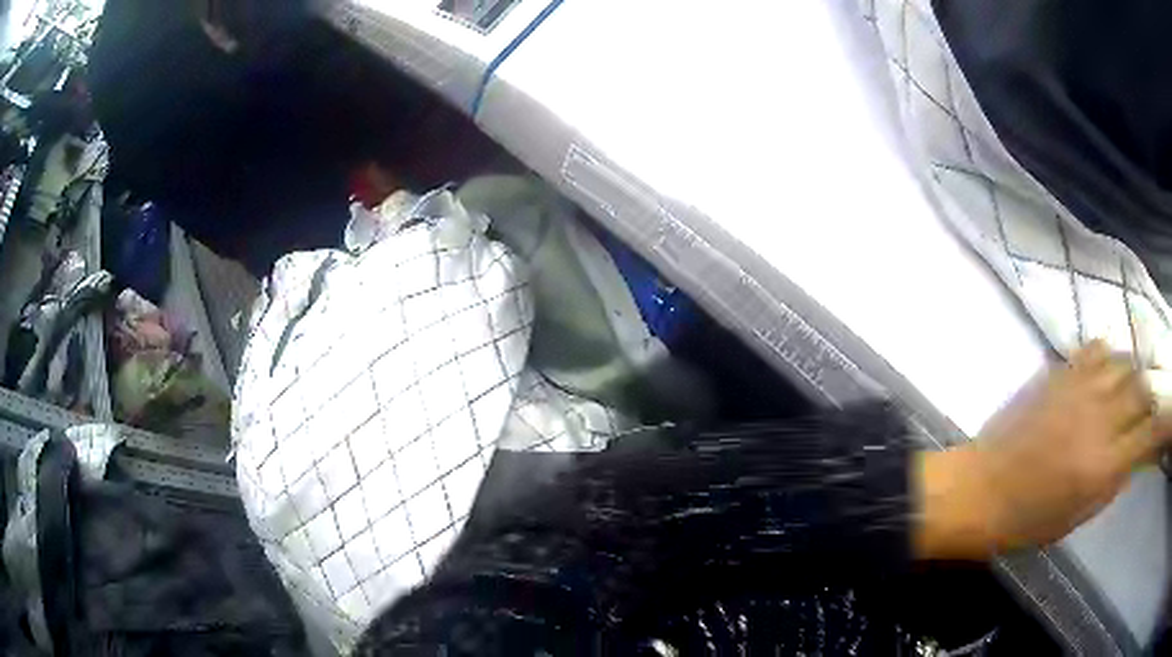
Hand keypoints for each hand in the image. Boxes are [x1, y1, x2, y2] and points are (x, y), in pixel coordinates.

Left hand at [917, 341, 1170, 559]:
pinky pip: (1094, 348)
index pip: (1149, 432)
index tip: (1163, 424)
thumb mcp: (1077, 516)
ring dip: (1130, 373)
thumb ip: (1112, 483)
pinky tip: (1102, 372)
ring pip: (1123, 361)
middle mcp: (1099, 418)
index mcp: (1104, 464)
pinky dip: (1106, 357)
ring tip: (1125, 389)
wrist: (980, 489)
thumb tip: (1134, 454)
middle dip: (1148, 395)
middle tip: (1144, 407)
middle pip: (1142, 386)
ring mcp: (1079, 388)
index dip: (1161, 425)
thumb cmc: (1027, 519)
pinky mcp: (1058, 372)